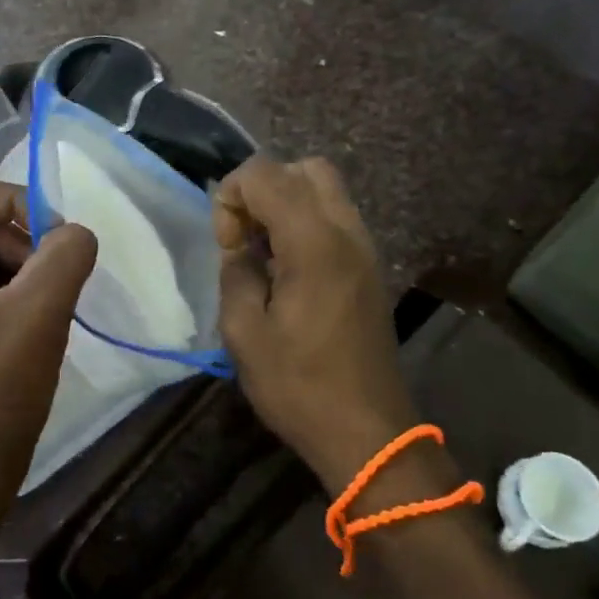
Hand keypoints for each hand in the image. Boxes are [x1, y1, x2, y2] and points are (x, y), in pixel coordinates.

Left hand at [0, 180, 96, 510]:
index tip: (56, 238)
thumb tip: (78, 232)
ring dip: (31, 269)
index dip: (16, 204)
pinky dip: (26, 293)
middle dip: (26, 242)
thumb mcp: (38, 311)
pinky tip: (44, 322)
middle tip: (56, 280)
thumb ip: (65, 254)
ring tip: (51, 306)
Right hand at [214, 157, 419, 493]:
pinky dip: (306, 222)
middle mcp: (346, 232)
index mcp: (314, 243)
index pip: (266, 174)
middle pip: (305, 168)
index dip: (233, 197)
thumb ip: (235, 273)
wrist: (367, 430)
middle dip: (263, 188)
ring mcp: (365, 248)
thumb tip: (239, 247)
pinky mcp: (370, 267)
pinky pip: (336, 217)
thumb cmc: (299, 386)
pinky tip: (289, 268)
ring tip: (264, 253)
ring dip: (286, 203)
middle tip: (245, 237)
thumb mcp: (244, 334)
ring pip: (325, 188)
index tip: (228, 246)